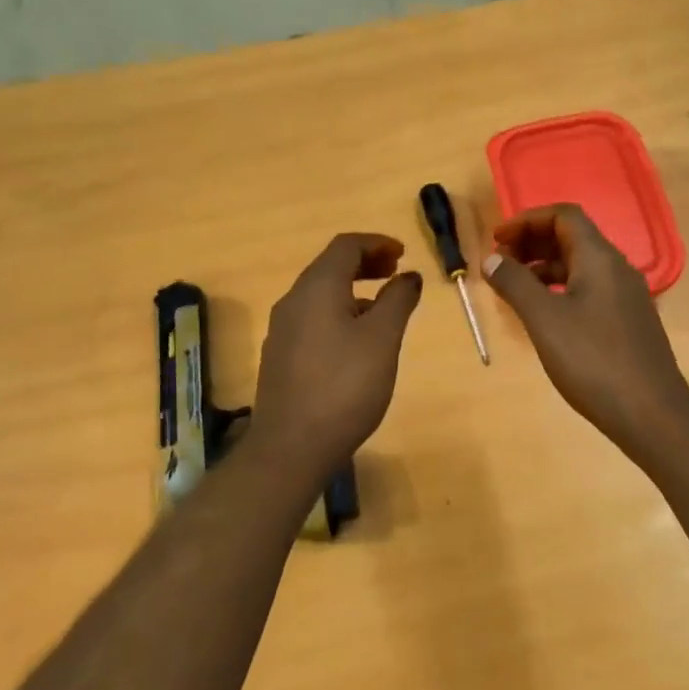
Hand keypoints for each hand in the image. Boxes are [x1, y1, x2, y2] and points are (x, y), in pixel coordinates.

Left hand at [250, 234, 422, 480]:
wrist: (292, 445)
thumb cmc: (345, 386)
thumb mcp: (382, 339)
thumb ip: (398, 300)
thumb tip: (408, 276)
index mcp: (317, 288)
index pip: (345, 246)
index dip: (377, 243)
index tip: (403, 254)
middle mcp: (293, 301)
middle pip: (329, 266)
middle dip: (364, 263)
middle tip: (395, 273)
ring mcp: (282, 330)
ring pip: (320, 294)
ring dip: (352, 289)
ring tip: (383, 309)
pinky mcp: (280, 356)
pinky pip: (312, 318)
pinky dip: (338, 312)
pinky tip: (356, 341)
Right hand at [482, 205, 688, 453]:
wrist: (650, 412)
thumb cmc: (593, 361)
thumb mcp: (544, 320)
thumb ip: (515, 284)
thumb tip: (492, 259)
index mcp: (600, 258)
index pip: (564, 216)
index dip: (527, 220)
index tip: (497, 241)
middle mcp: (617, 269)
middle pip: (573, 238)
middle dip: (533, 243)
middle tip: (500, 263)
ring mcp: (626, 297)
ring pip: (580, 267)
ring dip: (545, 269)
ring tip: (514, 289)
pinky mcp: (628, 322)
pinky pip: (589, 291)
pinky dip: (561, 291)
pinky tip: (544, 316)